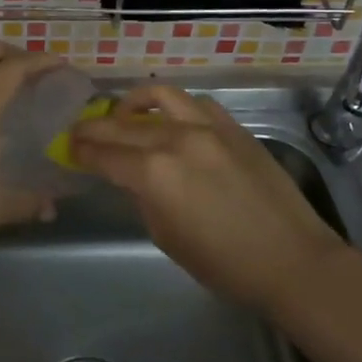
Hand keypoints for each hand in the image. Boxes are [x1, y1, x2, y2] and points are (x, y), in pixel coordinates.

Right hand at [69, 85, 342, 312]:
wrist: (292, 259)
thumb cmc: (224, 264)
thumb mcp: (167, 237)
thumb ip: (143, 198)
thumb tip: (133, 177)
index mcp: (154, 173)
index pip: (105, 154)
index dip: (82, 151)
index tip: (69, 147)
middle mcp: (176, 139)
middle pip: (123, 124)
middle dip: (96, 127)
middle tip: (80, 130)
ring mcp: (208, 126)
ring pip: (160, 96)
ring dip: (134, 102)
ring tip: (124, 113)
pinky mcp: (233, 126)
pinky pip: (196, 103)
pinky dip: (176, 107)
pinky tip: (172, 119)